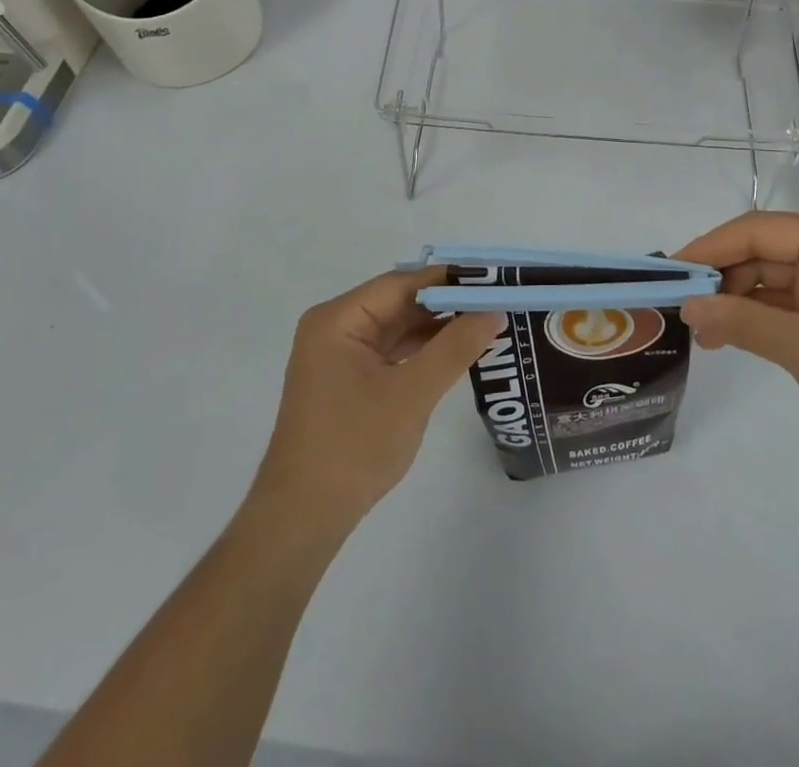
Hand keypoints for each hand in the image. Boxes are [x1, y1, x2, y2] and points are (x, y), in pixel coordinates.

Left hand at [252, 269, 502, 527]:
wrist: (302, 519)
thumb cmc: (354, 447)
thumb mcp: (412, 393)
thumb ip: (454, 347)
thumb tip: (494, 311)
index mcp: (338, 319)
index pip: (401, 284)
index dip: (448, 279)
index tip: (492, 278)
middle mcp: (334, 328)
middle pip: (398, 302)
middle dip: (446, 303)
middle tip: (496, 301)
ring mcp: (338, 356)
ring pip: (396, 327)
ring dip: (436, 327)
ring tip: (485, 322)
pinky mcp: (346, 381)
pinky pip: (390, 351)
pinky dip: (421, 351)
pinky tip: (455, 351)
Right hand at [674, 212, 798, 456]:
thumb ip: (742, 322)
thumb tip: (688, 306)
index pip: (756, 231)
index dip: (709, 249)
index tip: (671, 272)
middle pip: (762, 251)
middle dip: (722, 279)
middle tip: (683, 309)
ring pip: (771, 277)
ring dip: (737, 301)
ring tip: (704, 333)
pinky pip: (787, 300)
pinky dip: (759, 316)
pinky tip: (731, 335)